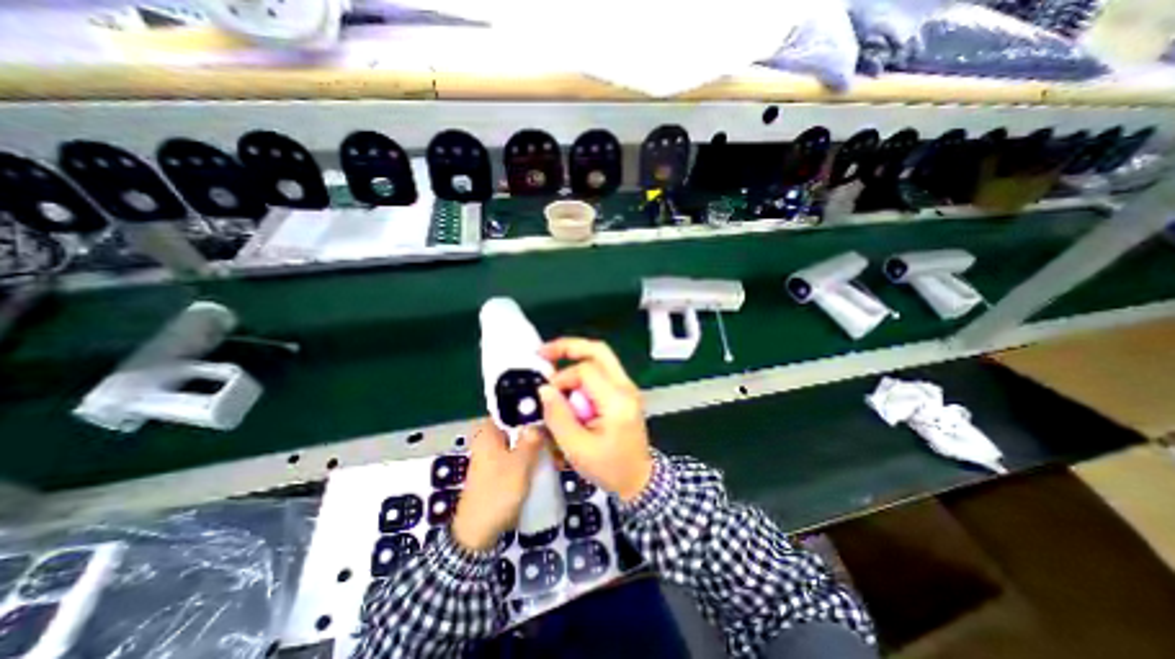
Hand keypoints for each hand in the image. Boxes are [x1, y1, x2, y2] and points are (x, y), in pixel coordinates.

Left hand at [451, 419, 546, 553]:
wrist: (477, 533)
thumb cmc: (497, 494)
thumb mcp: (519, 465)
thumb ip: (531, 440)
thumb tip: (542, 419)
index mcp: (489, 431)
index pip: (513, 408)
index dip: (534, 408)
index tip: (554, 412)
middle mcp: (490, 437)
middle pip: (520, 424)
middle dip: (541, 430)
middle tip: (561, 438)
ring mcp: (495, 453)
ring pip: (523, 439)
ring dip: (540, 444)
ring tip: (559, 453)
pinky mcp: (501, 466)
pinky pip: (521, 452)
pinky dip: (535, 454)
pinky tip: (551, 462)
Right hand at [539, 336, 651, 501]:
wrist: (639, 479)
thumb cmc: (610, 468)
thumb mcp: (578, 448)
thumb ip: (558, 416)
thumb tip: (544, 389)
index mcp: (617, 400)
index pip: (586, 370)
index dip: (562, 378)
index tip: (548, 396)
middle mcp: (626, 386)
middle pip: (598, 350)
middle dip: (569, 347)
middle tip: (543, 352)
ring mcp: (627, 387)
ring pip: (600, 358)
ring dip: (575, 359)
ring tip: (553, 369)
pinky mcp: (623, 392)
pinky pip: (601, 372)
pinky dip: (582, 373)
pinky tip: (568, 385)